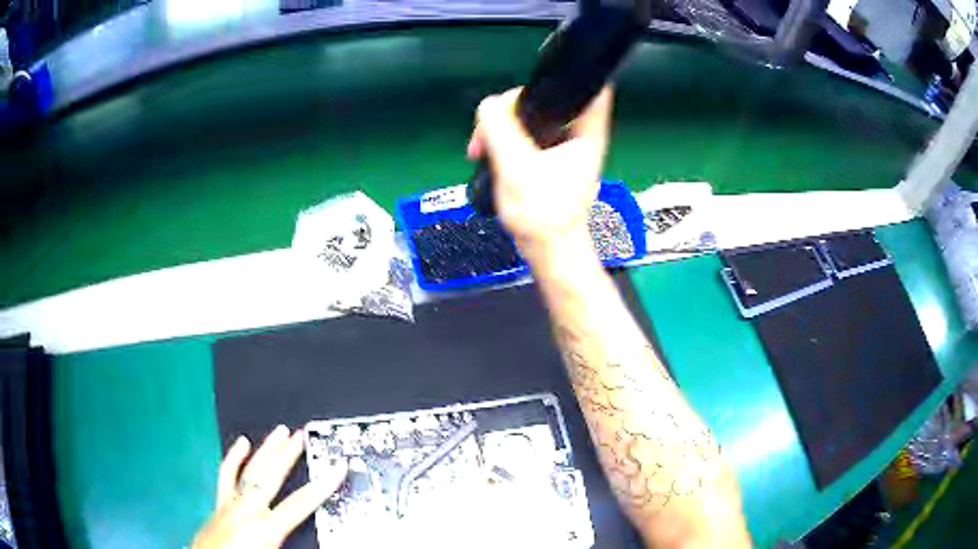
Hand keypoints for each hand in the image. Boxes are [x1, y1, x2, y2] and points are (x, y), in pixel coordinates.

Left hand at [192, 425, 347, 548]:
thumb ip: (293, 544)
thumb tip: (311, 535)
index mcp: (265, 529)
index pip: (300, 504)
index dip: (322, 485)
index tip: (337, 466)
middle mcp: (247, 510)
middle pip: (271, 477)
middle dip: (288, 455)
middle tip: (302, 434)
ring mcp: (230, 503)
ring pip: (250, 470)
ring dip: (265, 449)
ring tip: (279, 430)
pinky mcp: (218, 504)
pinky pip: (226, 475)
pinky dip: (233, 458)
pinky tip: (241, 443)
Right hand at [467, 87, 612, 258]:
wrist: (548, 251)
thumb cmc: (543, 214)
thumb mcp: (517, 166)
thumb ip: (501, 129)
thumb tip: (489, 104)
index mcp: (586, 132)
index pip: (590, 86)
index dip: (566, 75)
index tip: (536, 81)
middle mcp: (579, 135)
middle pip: (548, 98)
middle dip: (514, 107)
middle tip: (490, 126)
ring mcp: (564, 148)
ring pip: (532, 118)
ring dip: (505, 125)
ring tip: (482, 145)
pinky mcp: (549, 161)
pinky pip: (526, 137)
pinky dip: (507, 140)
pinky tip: (488, 153)